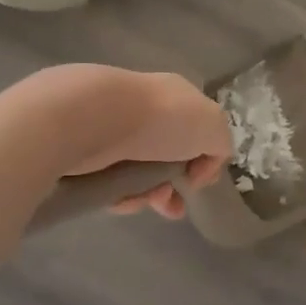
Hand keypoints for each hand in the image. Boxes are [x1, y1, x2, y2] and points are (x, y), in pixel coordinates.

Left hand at [39, 67, 231, 219]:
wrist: (93, 118)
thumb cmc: (162, 120)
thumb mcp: (213, 127)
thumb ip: (220, 145)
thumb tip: (200, 168)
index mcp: (176, 97)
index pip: (196, 130)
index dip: (203, 160)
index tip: (198, 182)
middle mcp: (145, 110)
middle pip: (167, 156)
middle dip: (172, 186)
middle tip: (171, 207)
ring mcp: (112, 129)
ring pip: (138, 173)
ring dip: (147, 195)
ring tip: (142, 203)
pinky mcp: (85, 149)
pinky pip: (109, 180)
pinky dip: (119, 195)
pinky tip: (120, 200)